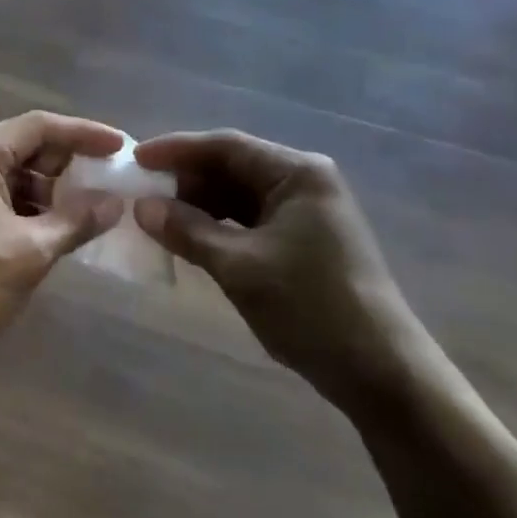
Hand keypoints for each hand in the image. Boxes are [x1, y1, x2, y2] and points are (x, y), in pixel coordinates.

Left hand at [0, 112, 127, 370]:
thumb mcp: (29, 252)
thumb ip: (76, 220)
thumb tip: (115, 203)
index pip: (40, 126)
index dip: (85, 134)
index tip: (123, 147)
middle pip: (24, 145)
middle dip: (67, 165)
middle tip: (110, 183)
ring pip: (10, 171)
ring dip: (48, 189)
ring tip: (89, 210)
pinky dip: (25, 205)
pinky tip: (54, 226)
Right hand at [132, 131, 419, 400]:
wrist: (381, 371)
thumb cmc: (310, 308)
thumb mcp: (240, 267)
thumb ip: (189, 231)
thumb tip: (143, 207)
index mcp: (297, 173)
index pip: (226, 146)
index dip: (177, 150)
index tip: (135, 159)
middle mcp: (305, 182)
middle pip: (234, 167)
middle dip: (187, 179)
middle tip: (141, 192)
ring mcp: (308, 212)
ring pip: (241, 195)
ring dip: (200, 204)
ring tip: (158, 216)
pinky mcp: (306, 240)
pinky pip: (252, 220)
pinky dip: (220, 226)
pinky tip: (192, 238)